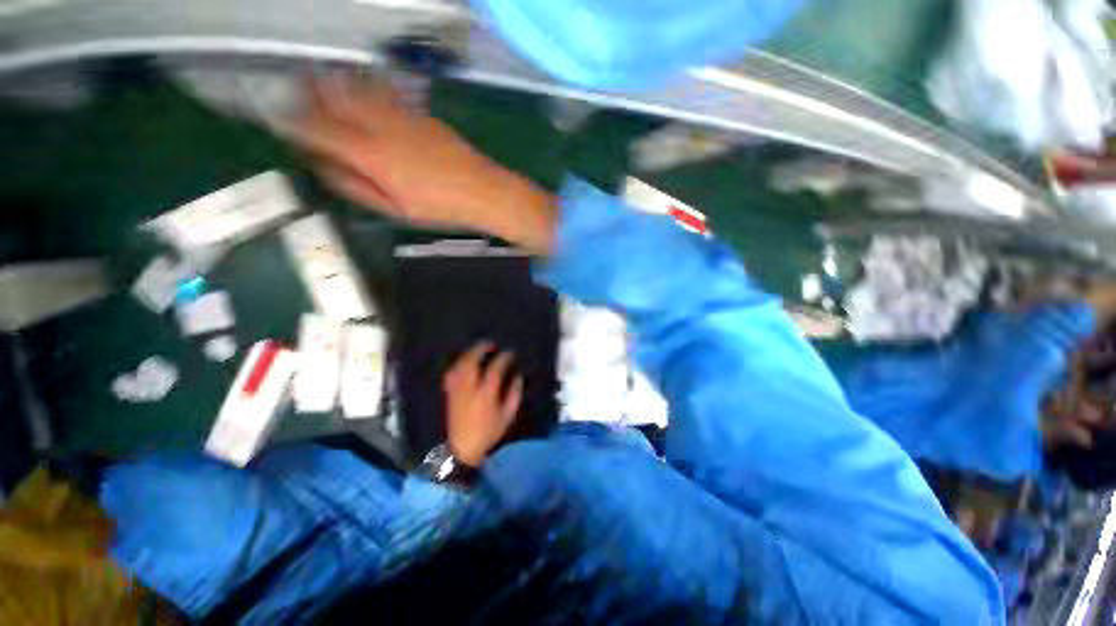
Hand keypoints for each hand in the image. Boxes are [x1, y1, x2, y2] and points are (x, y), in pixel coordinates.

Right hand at [295, 75, 556, 253]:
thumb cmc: (441, 207)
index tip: (279, 121)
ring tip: (318, 85)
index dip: (294, 122)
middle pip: (334, 99)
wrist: (484, 191)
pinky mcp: (419, 113)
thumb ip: (355, 186)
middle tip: (294, 96)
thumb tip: (323, 167)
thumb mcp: (395, 209)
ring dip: (334, 86)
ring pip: (357, 89)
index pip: (318, 129)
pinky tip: (361, 92)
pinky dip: (364, 89)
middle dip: (308, 94)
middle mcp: (380, 126)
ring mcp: (402, 115)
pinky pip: (382, 92)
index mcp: (370, 154)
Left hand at [443, 342, 523, 466]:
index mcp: (486, 394)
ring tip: (477, 350)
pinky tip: (463, 363)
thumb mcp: (508, 416)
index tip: (510, 352)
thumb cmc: (488, 433)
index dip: (504, 357)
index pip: (495, 368)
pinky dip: (458, 365)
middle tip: (490, 344)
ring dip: (468, 354)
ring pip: (459, 365)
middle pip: (471, 361)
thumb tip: (518, 376)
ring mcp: (457, 390)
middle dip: (480, 349)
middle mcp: (469, 388)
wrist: (462, 449)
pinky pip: (451, 374)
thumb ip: (514, 394)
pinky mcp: (449, 394)